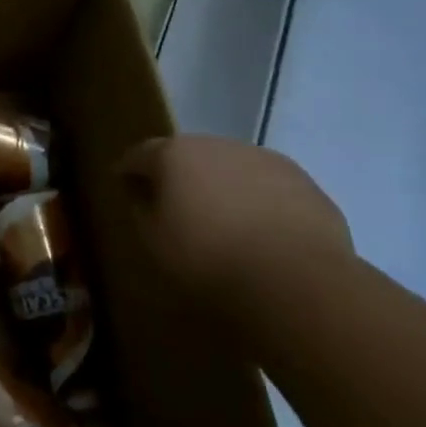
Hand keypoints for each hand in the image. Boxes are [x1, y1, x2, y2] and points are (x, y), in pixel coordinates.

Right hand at [119, 135, 351, 311]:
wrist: (298, 281)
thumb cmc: (209, 260)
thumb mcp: (155, 242)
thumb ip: (142, 211)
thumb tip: (142, 195)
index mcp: (174, 154)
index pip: (140, 154)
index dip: (129, 169)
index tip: (122, 182)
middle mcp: (217, 145)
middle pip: (188, 154)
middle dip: (179, 174)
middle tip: (174, 203)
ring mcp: (264, 160)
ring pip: (231, 168)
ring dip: (222, 185)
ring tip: (223, 220)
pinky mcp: (304, 182)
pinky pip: (268, 187)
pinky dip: (258, 201)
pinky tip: (262, 233)